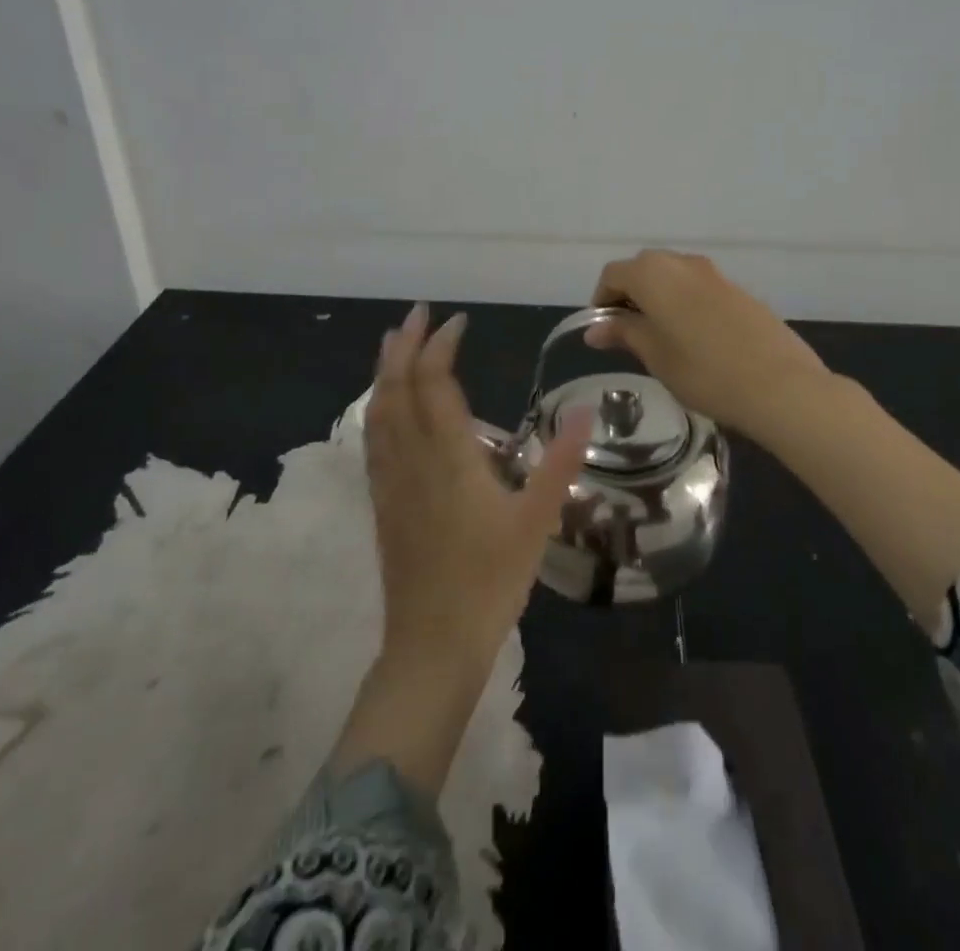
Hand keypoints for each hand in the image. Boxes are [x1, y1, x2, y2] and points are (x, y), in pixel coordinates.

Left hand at [366, 303, 591, 675]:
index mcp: (449, 458)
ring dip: (385, 372)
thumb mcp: (537, 521)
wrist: (432, 645)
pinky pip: (373, 441)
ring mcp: (391, 482)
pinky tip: (383, 408)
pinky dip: (377, 409)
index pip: (435, 384)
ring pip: (378, 413)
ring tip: (393, 345)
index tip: (457, 321)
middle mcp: (412, 460)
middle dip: (404, 346)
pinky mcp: (383, 504)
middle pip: (397, 389)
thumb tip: (587, 410)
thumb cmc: (490, 581)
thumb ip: (560, 462)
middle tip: (416, 314)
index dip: (440, 347)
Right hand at [585, 251, 828, 438]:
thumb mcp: (655, 356)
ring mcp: (714, 273)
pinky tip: (694, 338)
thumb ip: (624, 334)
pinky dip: (684, 302)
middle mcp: (682, 263)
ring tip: (661, 338)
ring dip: (659, 297)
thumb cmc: (704, 372)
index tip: (603, 330)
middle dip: (630, 295)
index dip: (602, 300)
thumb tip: (595, 329)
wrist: (779, 384)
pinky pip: (698, 286)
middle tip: (628, 333)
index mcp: (654, 274)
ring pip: (673, 276)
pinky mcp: (737, 289)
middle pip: (643, 269)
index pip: (613, 274)